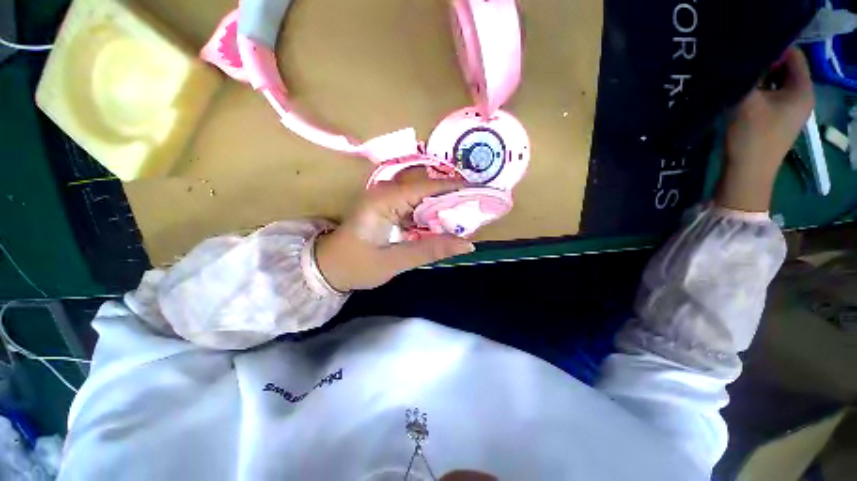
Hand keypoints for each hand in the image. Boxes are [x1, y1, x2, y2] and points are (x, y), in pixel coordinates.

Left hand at [315, 176, 474, 291]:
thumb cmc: (356, 265)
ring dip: (443, 206)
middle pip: (426, 187)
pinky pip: (416, 204)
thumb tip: (467, 244)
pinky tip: (444, 223)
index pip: (426, 187)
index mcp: (384, 200)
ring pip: (423, 195)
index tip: (479, 193)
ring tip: (465, 216)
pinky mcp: (388, 206)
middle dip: (452, 197)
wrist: (328, 267)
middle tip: (476, 209)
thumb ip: (431, 250)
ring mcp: (386, 197)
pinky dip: (431, 213)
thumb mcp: (395, 261)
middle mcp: (385, 191)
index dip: (454, 189)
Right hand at [716, 47, 814, 211]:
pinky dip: (759, 94)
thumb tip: (743, 59)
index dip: (772, 49)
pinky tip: (743, 98)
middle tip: (741, 68)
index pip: (794, 56)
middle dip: (764, 66)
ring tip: (739, 83)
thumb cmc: (752, 136)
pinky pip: (772, 98)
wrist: (747, 174)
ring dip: (759, 81)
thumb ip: (749, 75)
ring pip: (777, 84)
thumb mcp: (747, 100)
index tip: (748, 52)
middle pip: (786, 70)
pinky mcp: (780, 121)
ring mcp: (792, 111)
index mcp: (803, 90)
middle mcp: (802, 97)